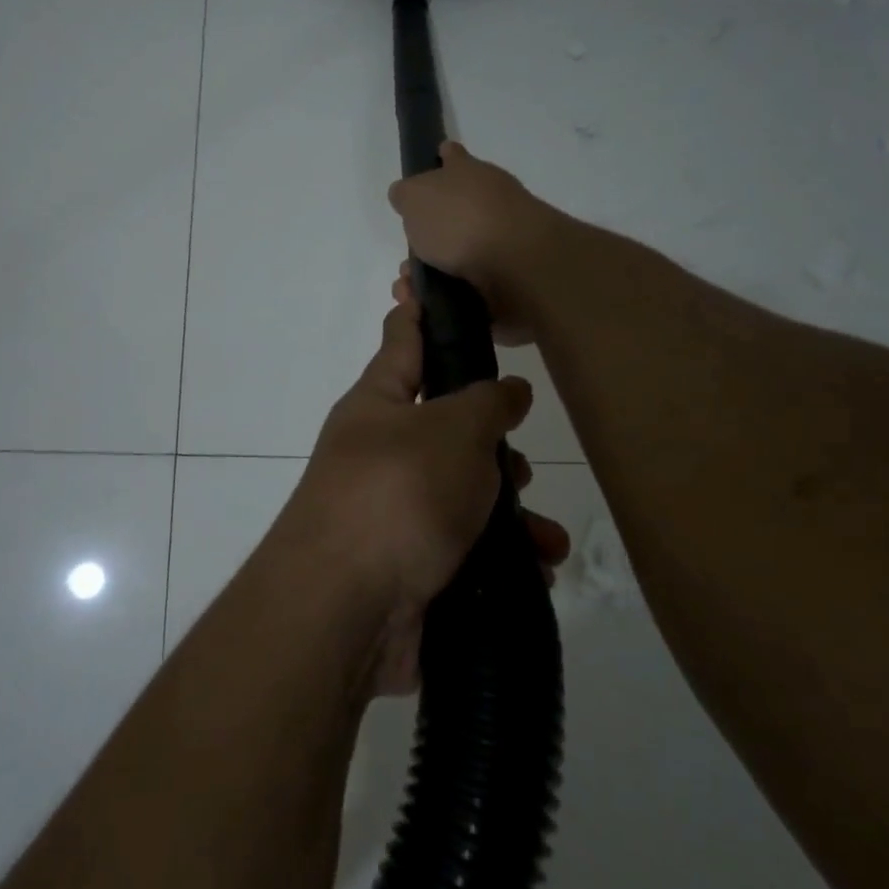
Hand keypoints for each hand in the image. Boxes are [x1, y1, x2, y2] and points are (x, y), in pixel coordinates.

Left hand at [274, 287, 569, 695]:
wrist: (346, 610)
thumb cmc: (398, 494)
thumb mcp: (452, 431)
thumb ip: (486, 402)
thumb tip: (508, 390)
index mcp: (379, 404)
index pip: (402, 339)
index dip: (418, 309)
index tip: (423, 278)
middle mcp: (381, 452)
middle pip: (445, 426)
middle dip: (491, 440)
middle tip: (518, 457)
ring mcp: (393, 511)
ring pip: (464, 493)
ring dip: (509, 509)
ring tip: (542, 531)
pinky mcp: (411, 565)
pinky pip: (466, 547)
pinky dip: (502, 556)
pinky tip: (534, 568)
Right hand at [386, 142, 566, 344]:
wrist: (516, 265)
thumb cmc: (461, 220)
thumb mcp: (416, 197)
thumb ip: (406, 195)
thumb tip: (405, 196)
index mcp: (470, 174)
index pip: (454, 157)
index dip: (443, 159)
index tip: (436, 162)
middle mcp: (490, 203)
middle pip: (455, 214)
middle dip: (428, 237)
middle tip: (407, 260)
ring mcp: (503, 242)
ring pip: (458, 257)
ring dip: (433, 274)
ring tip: (411, 292)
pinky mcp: (508, 281)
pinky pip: (469, 289)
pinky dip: (449, 298)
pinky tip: (430, 308)